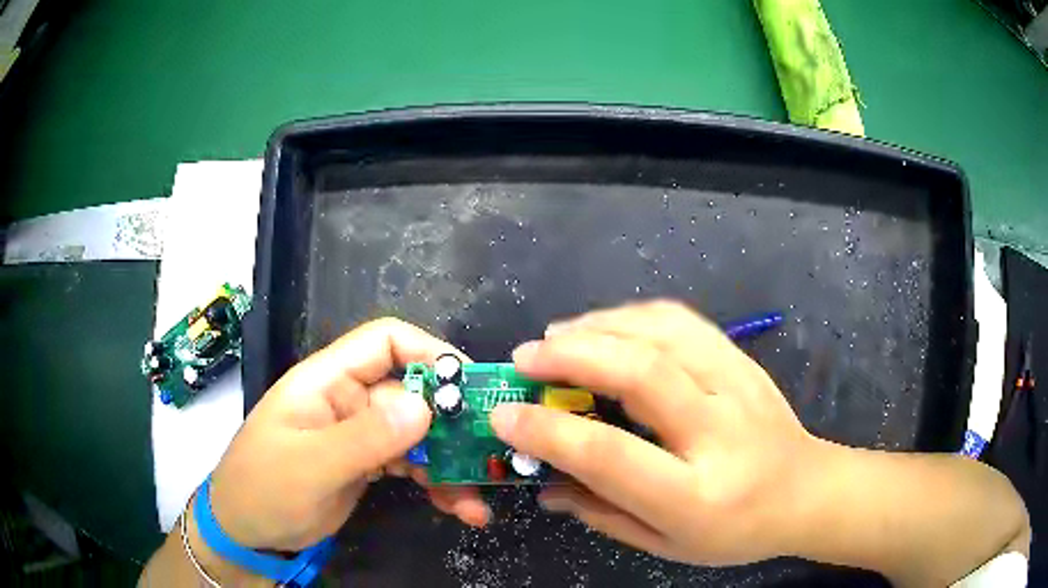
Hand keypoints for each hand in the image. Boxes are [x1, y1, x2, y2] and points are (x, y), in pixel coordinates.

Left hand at [208, 318, 488, 553]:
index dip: (430, 353)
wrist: (247, 532)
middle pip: (412, 392)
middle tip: (489, 451)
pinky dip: (437, 483)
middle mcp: (348, 400)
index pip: (385, 342)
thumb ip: (365, 437)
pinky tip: (459, 508)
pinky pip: (412, 465)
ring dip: (450, 462)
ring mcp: (359, 435)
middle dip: (452, 421)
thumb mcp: (311, 466)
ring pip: (417, 434)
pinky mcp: (367, 464)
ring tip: (477, 497)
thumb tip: (426, 406)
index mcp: (327, 381)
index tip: (470, 387)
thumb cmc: (265, 488)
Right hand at [489, 301, 821, 565]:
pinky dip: (634, 315)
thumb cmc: (736, 532)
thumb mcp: (666, 543)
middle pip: (640, 374)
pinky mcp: (742, 361)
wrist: (807, 492)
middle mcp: (719, 433)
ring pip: (662, 334)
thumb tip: (544, 484)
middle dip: (571, 357)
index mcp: (696, 495)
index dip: (547, 432)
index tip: (504, 414)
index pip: (610, 455)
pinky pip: (684, 322)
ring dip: (599, 326)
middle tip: (525, 358)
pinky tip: (607, 326)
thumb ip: (602, 513)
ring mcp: (737, 386)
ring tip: (556, 336)